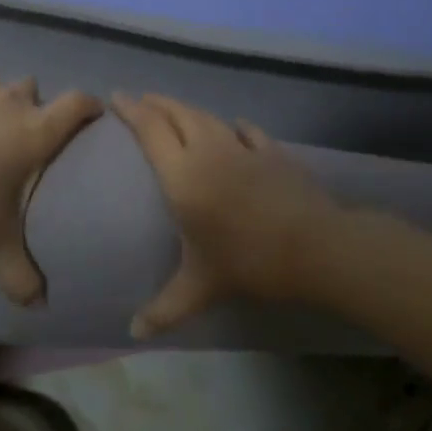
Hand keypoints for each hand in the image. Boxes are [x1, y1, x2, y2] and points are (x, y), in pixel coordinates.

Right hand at [112, 92, 342, 337]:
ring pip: (208, 117)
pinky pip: (247, 131)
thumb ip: (165, 308)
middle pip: (177, 114)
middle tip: (140, 99)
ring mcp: (243, 147)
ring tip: (176, 110)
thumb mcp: (201, 287)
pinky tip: (235, 126)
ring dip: (187, 109)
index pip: (150, 129)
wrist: (316, 247)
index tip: (116, 97)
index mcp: (182, 174)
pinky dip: (234, 126)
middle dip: (155, 103)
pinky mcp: (273, 152)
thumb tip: (134, 333)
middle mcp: (207, 150)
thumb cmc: (248, 261)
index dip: (131, 109)